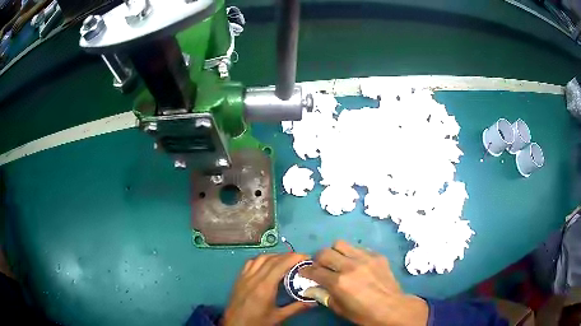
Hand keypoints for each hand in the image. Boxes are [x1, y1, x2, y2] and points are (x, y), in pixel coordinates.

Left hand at [223, 253, 314, 325]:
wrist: (235, 325)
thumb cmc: (257, 322)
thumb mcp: (278, 317)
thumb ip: (296, 307)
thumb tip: (313, 301)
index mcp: (265, 287)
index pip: (280, 265)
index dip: (294, 258)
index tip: (306, 257)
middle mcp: (254, 278)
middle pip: (272, 259)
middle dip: (287, 256)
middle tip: (300, 259)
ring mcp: (245, 277)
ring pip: (260, 258)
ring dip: (275, 256)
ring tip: (286, 260)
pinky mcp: (239, 279)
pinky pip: (251, 263)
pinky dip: (262, 259)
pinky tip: (268, 264)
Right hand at [301, 241, 427, 325]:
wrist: (392, 308)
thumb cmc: (364, 314)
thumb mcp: (340, 309)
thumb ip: (323, 295)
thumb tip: (309, 288)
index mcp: (339, 282)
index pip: (315, 270)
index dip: (306, 271)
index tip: (304, 272)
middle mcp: (350, 266)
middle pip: (325, 252)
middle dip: (318, 259)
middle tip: (321, 267)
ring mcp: (365, 258)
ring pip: (341, 244)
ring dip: (335, 252)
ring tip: (338, 261)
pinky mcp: (377, 255)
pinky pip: (359, 248)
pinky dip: (353, 254)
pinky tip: (357, 264)